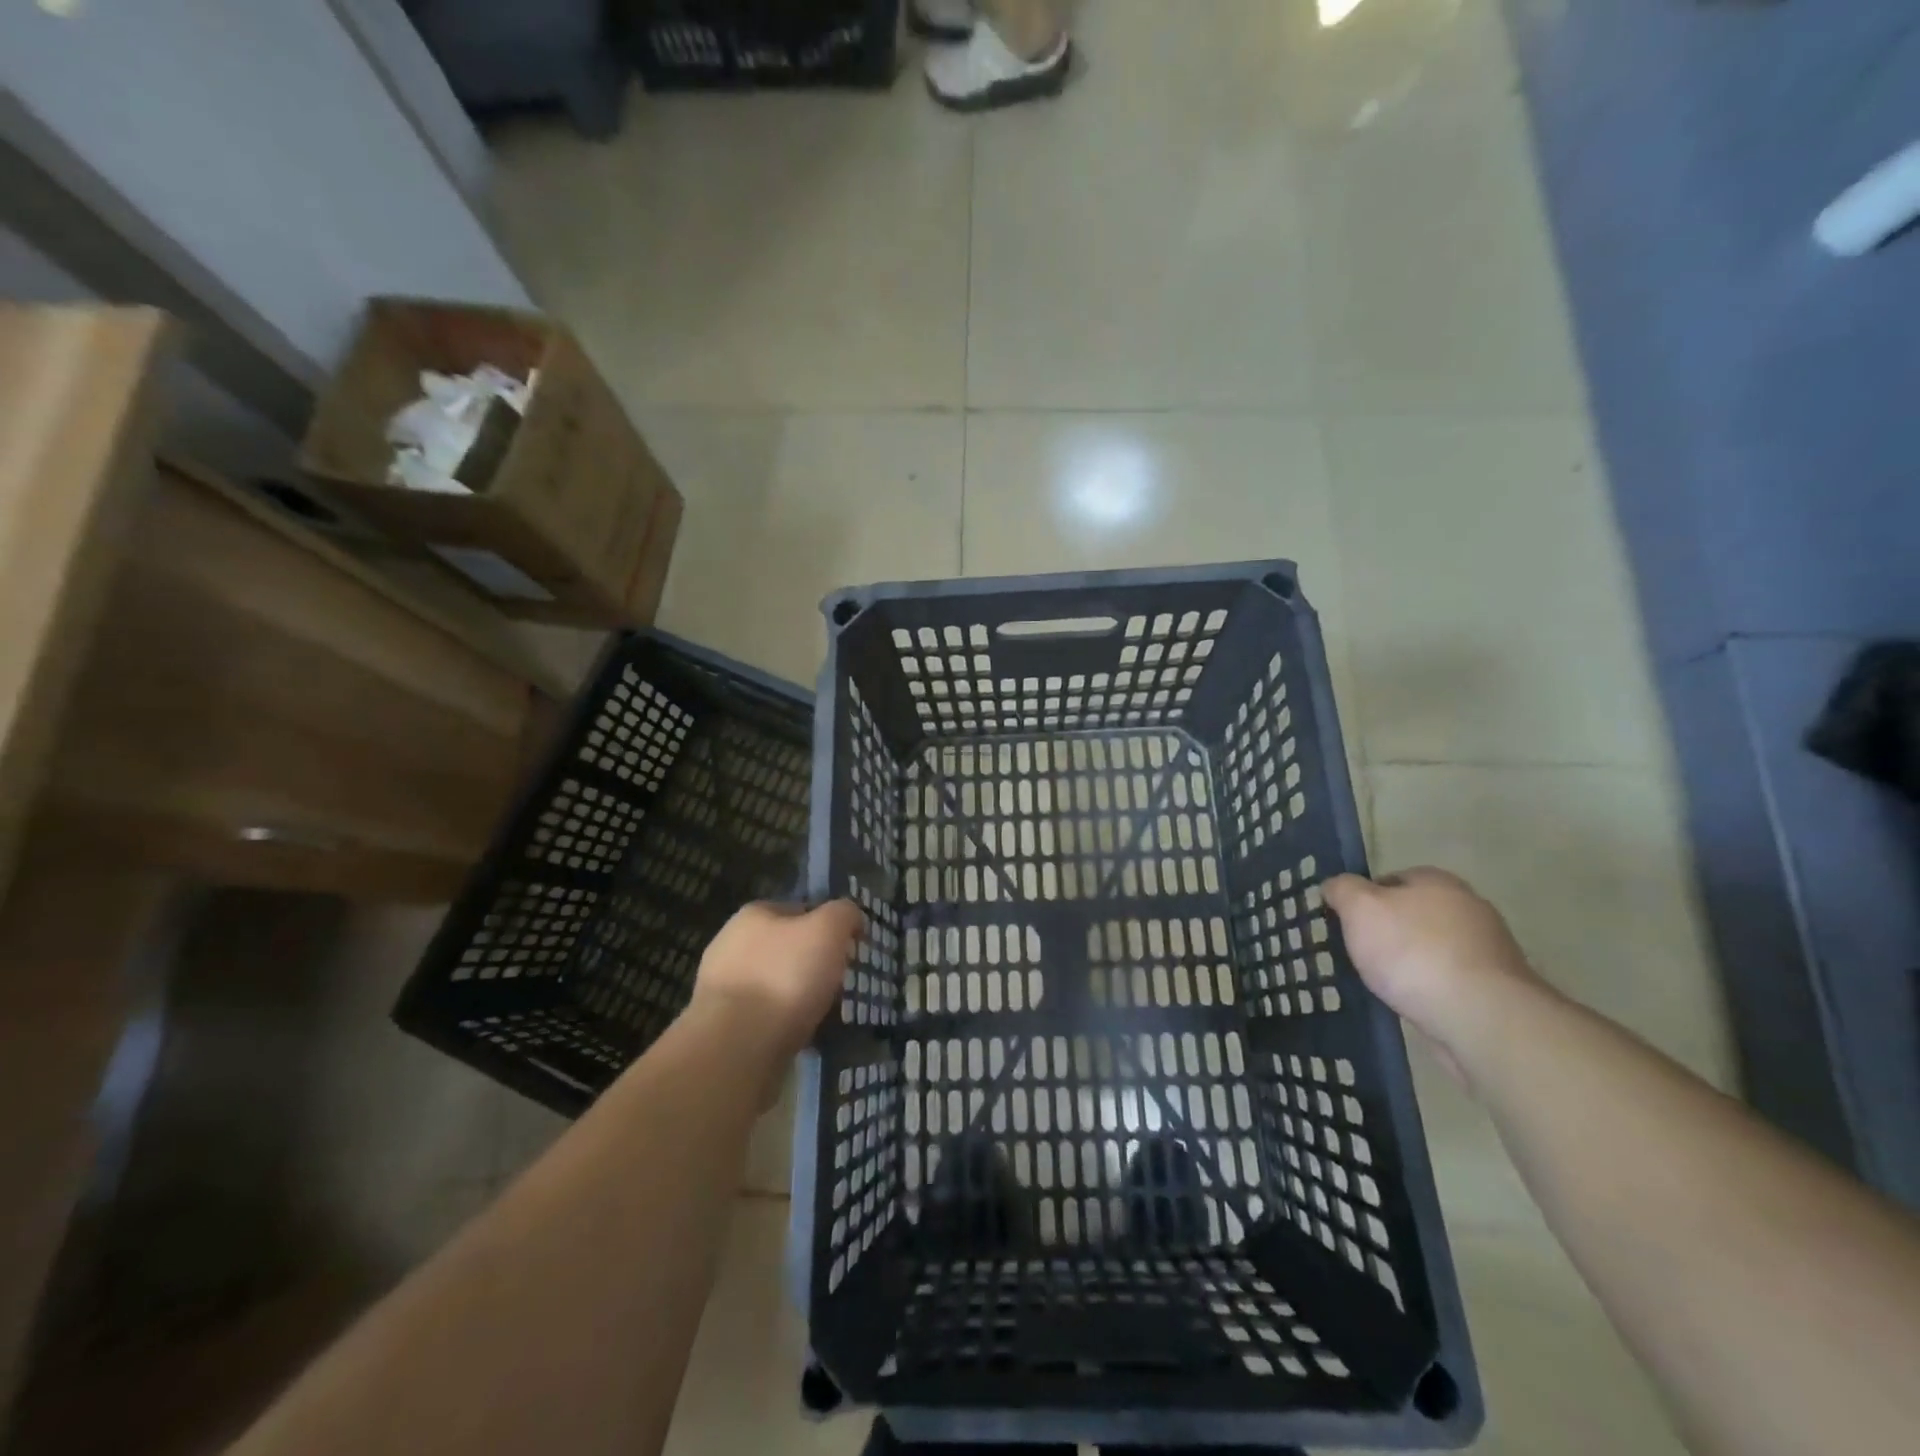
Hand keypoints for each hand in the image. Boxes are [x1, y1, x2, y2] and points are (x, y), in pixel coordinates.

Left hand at [689, 900, 863, 1069]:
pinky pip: (764, 1018)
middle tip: (839, 984)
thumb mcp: (828, 930)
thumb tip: (851, 917)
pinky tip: (802, 1037)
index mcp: (753, 915)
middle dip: (812, 964)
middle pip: (786, 949)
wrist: (735, 1049)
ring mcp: (721, 988)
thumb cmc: (784, 977)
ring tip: (825, 1016)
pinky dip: (784, 1025)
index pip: (799, 910)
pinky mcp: (721, 1027)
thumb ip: (843, 914)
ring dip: (798, 998)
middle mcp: (730, 945)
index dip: (827, 926)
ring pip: (775, 985)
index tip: (848, 950)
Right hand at [1323, 869, 1549, 1075]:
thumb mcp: (1359, 908)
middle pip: (1413, 913)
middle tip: (1360, 953)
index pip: (1389, 879)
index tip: (1346, 924)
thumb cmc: (1413, 951)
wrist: (1480, 1016)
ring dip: (1410, 961)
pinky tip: (1413, 1001)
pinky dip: (1429, 986)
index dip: (1363, 899)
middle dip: (1388, 931)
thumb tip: (1335, 886)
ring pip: (1431, 947)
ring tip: (1384, 983)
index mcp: (1437, 881)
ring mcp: (1488, 948)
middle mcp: (1468, 906)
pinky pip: (1448, 977)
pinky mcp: (1496, 986)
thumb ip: (1342, 889)